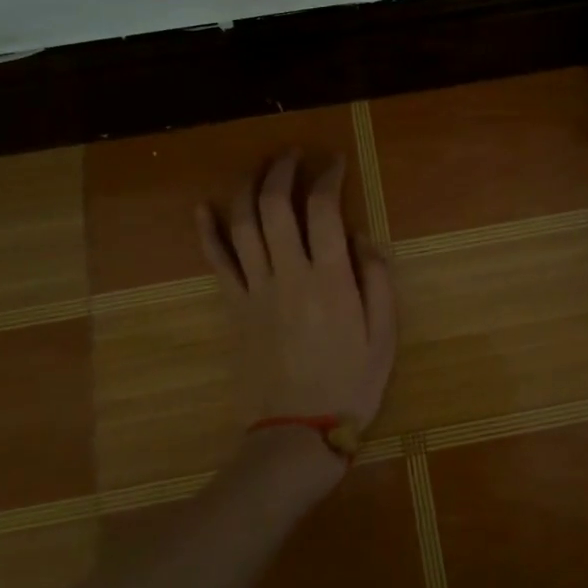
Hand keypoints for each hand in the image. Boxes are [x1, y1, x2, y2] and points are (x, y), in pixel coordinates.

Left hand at [196, 150, 397, 436]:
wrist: (297, 433)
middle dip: (283, 170)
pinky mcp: (234, 307)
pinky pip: (217, 262)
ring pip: (243, 224)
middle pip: (275, 206)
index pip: (323, 209)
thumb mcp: (384, 336)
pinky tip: (204, 207)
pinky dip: (207, 232)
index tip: (334, 163)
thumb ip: (377, 281)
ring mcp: (255, 289)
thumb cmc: (350, 385)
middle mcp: (289, 274)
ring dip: (248, 188)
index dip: (327, 177)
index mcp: (330, 279)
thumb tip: (362, 238)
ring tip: (259, 168)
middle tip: (293, 154)